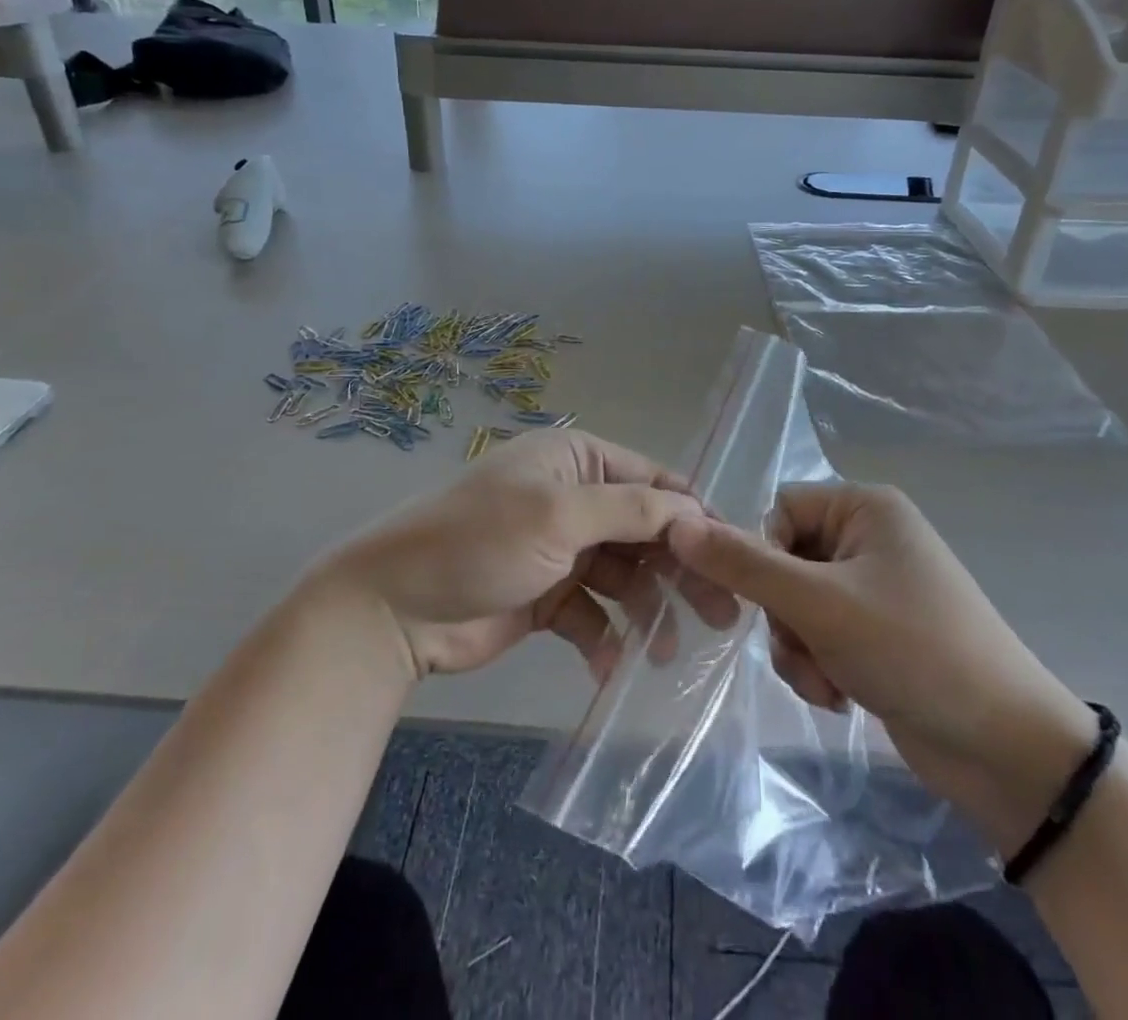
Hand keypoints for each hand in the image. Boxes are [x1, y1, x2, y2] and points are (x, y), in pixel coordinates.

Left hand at [316, 429, 731, 681]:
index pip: (652, 481)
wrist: (394, 607)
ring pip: (623, 576)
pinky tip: (608, 666)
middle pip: (644, 531)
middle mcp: (572, 498)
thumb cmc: (480, 541)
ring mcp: (559, 548)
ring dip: (645, 611)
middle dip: (679, 571)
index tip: (733, 557)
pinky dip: (603, 637)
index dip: (693, 517)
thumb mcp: (559, 515)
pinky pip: (591, 613)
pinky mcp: (546, 595)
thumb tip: (696, 508)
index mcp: (576, 460)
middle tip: (721, 616)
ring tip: (663, 652)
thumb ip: (632, 510)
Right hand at [667, 483, 1095, 855]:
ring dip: (797, 648)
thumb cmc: (914, 650)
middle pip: (783, 561)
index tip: (771, 601)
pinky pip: (818, 635)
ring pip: (795, 604)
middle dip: (784, 616)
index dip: (763, 555)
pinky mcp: (876, 633)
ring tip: (826, 683)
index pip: (778, 510)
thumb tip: (677, 526)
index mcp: (864, 507)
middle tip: (806, 650)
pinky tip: (839, 697)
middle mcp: (868, 537)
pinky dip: (817, 665)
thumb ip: (744, 565)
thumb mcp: (819, 604)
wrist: (1008, 751)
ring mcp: (874, 588)